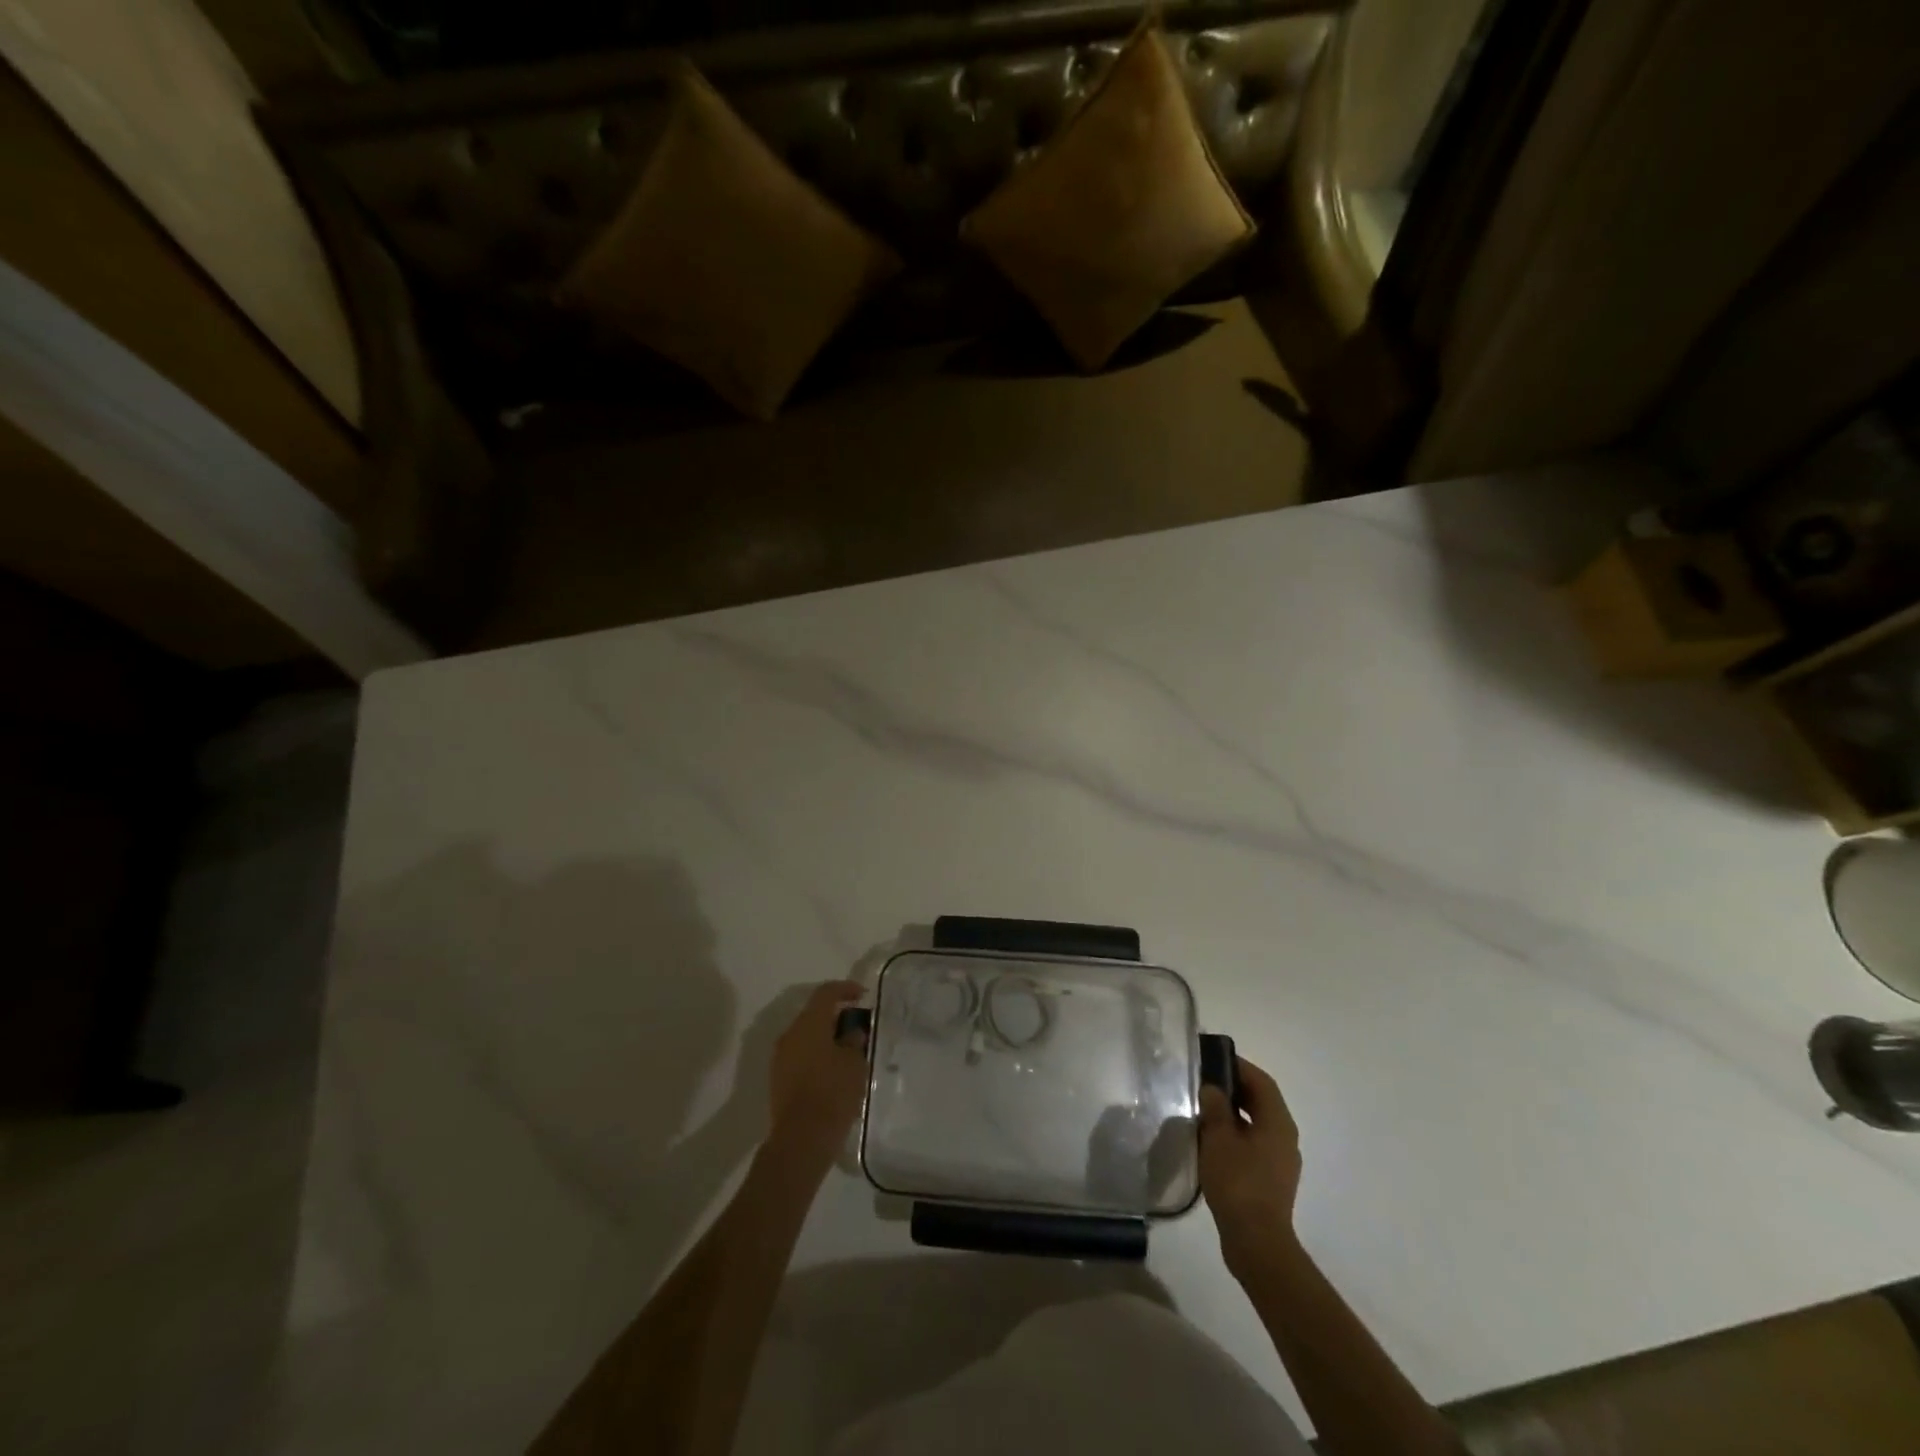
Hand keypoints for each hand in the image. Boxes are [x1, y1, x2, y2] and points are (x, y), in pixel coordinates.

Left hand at [766, 980, 867, 1166]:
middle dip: (836, 1016)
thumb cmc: (832, 1093)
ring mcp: (780, 1057)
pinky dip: (817, 1055)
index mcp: (809, 1024)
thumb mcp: (854, 1063)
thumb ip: (854, 1041)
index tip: (862, 995)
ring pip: (806, 1036)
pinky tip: (833, 1071)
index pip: (826, 993)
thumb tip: (851, 1032)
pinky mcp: (778, 1078)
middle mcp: (790, 1034)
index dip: (845, 989)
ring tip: (848, 1051)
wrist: (801, 1140)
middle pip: (814, 1014)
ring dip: (825, 1037)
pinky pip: (800, 1055)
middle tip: (857, 1026)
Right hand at [1198, 1055, 1303, 1280]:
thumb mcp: (1218, 1138)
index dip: (1239, 1066)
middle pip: (1262, 1101)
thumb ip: (1215, 1107)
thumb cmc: (1238, 1182)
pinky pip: (1254, 1144)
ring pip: (1257, 1124)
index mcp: (1278, 1122)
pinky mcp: (1271, 1179)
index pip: (1261, 1081)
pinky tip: (1213, 1142)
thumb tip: (1213, 1089)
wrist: (1256, 1241)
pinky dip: (1236, 1134)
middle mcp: (1285, 1137)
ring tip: (1205, 1110)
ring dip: (1234, 1112)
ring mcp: (1281, 1160)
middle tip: (1205, 1081)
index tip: (1213, 1058)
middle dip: (1235, 1088)